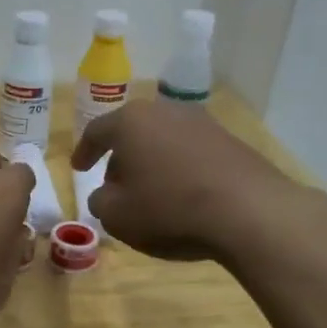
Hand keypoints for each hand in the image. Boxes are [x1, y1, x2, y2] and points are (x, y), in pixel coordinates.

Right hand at [70, 100, 294, 262]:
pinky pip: (191, 152)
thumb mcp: (117, 216)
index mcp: (130, 122)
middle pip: (133, 132)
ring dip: (152, 163)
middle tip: (115, 185)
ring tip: (151, 192)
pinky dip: (179, 169)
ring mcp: (202, 122)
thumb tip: (107, 194)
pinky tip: (182, 195)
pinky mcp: (230, 141)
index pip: (97, 131)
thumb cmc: (169, 209)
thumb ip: (101, 201)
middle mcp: (165, 111)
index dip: (84, 151)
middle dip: (121, 158)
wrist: (248, 211)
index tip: (78, 168)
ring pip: (163, 140)